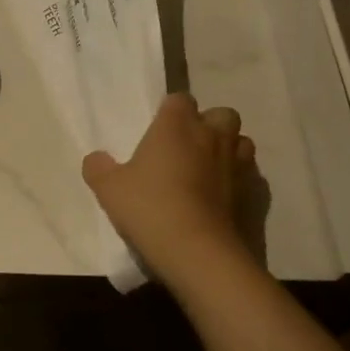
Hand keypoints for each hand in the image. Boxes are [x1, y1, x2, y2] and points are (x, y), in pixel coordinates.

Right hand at [83, 94, 258, 286]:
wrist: (197, 250)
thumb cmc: (149, 208)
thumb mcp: (109, 189)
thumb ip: (99, 168)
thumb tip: (96, 158)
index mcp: (176, 126)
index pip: (179, 100)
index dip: (170, 112)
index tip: (158, 131)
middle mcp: (211, 135)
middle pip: (219, 114)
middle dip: (207, 125)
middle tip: (187, 149)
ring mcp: (237, 163)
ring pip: (240, 141)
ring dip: (226, 149)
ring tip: (207, 170)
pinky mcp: (253, 191)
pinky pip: (249, 174)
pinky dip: (238, 179)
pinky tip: (222, 197)